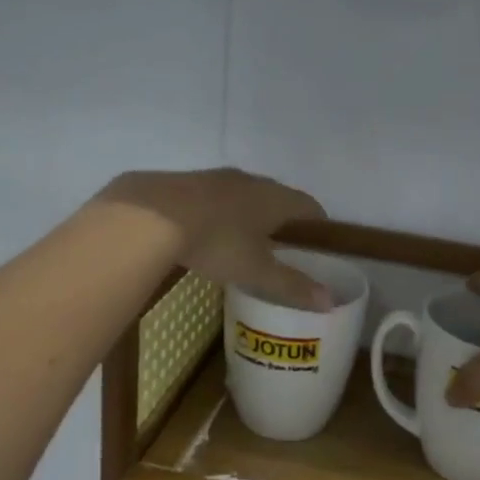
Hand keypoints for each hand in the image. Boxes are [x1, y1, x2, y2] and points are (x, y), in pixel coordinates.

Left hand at [96, 168, 330, 308]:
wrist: (151, 215)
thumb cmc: (216, 242)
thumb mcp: (255, 270)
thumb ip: (291, 285)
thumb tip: (328, 302)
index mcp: (275, 198)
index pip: (309, 206)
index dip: (317, 224)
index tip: (318, 245)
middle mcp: (251, 181)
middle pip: (277, 197)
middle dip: (283, 219)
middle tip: (283, 247)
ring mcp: (217, 177)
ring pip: (245, 194)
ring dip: (251, 213)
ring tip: (246, 240)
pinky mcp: (188, 181)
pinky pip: (216, 196)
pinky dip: (222, 211)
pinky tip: (210, 230)